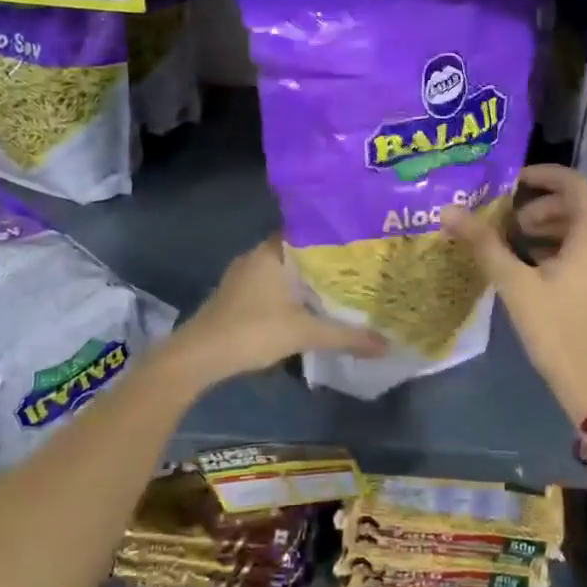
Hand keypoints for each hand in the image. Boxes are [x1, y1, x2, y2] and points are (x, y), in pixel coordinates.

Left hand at [174, 236, 383, 387]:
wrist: (198, 356)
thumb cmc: (252, 331)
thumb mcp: (305, 333)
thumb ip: (346, 336)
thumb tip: (387, 344)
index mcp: (273, 251)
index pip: (309, 229)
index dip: (334, 235)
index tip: (360, 242)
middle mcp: (257, 255)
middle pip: (298, 250)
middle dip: (324, 260)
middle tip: (357, 267)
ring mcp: (242, 275)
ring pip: (283, 269)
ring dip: (305, 278)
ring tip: (339, 287)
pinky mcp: (235, 295)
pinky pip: (270, 284)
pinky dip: (289, 292)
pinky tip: (307, 306)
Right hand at [443, 165, 586, 424]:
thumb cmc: (559, 330)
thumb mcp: (516, 285)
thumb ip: (484, 244)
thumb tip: (449, 210)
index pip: (573, 182)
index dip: (542, 175)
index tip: (511, 181)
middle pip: (580, 204)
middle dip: (543, 204)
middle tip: (510, 219)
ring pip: (585, 230)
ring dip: (552, 227)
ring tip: (519, 244)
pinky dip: (564, 248)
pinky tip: (537, 270)